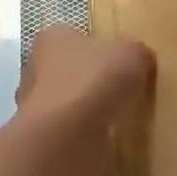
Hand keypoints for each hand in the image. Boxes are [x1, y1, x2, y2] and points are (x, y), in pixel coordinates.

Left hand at [17, 25, 152, 159]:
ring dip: (87, 110)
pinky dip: (85, 135)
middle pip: (70, 69)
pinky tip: (105, 139)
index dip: (99, 48)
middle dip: (92, 80)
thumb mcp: (132, 55)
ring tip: (116, 117)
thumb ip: (138, 53)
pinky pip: (69, 131)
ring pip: (68, 102)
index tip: (120, 62)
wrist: (66, 137)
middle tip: (121, 91)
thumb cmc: (94, 80)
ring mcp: (35, 105)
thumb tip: (141, 60)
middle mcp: (36, 68)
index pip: (76, 36)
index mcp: (53, 37)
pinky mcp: (42, 138)